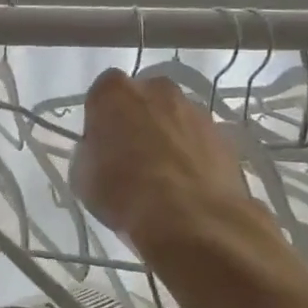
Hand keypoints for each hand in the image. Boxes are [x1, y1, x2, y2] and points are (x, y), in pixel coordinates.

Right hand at [70, 68, 251, 242]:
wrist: (192, 218)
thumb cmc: (124, 192)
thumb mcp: (83, 176)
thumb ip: (91, 152)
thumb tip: (101, 153)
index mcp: (115, 93)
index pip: (102, 93)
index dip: (101, 118)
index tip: (101, 143)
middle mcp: (157, 89)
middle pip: (143, 98)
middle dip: (138, 119)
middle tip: (131, 155)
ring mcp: (196, 110)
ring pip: (174, 117)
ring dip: (168, 136)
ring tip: (163, 175)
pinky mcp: (224, 135)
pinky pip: (199, 139)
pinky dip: (193, 153)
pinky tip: (187, 184)